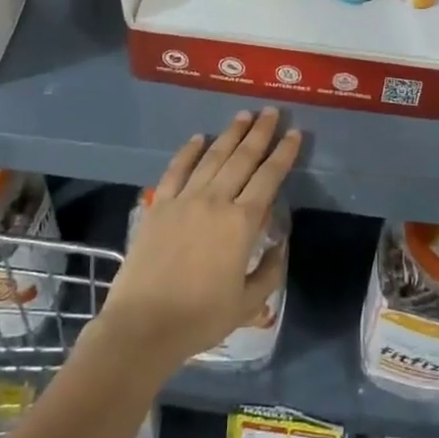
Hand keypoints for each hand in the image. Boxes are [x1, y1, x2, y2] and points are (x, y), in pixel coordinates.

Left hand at [101, 109, 298, 375]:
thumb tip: (279, 244)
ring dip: (230, 134)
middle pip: (242, 158)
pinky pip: (176, 170)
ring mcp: (184, 200)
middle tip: (272, 111)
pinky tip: (198, 137)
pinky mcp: (159, 206)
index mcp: (241, 223)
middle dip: (260, 132)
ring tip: (244, 115)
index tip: (295, 133)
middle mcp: (215, 201)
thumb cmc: (200, 318)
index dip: (284, 153)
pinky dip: (188, 151)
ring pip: (212, 157)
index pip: (269, 178)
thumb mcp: (248, 303)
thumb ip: (270, 270)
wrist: (143, 326)